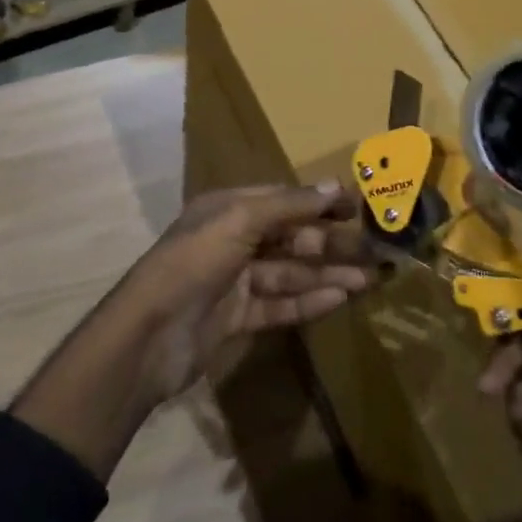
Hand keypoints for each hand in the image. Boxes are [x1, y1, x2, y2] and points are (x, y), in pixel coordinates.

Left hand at [119, 180, 373, 404]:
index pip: (283, 198)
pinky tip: (339, 299)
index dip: (320, 201)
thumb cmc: (194, 262)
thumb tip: (334, 185)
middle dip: (329, 242)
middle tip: (373, 249)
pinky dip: (308, 301)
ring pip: (289, 272)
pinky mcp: (237, 317)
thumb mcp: (240, 220)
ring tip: (367, 279)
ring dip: (326, 273)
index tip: (358, 207)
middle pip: (290, 237)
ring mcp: (235, 280)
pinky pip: (279, 304)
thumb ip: (289, 205)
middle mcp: (233, 239)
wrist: (148, 335)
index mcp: (228, 207)